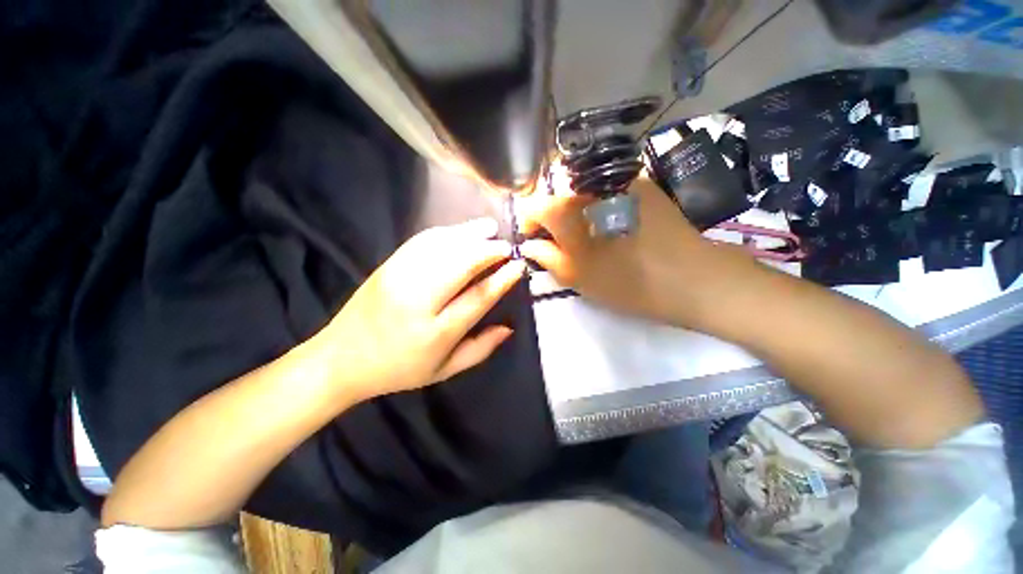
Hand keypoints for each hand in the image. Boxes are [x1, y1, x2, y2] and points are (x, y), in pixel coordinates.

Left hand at [317, 218, 524, 401]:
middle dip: (489, 250)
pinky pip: (421, 241)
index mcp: (435, 332)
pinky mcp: (387, 266)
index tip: (518, 266)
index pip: (477, 297)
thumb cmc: (398, 369)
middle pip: (460, 264)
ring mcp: (398, 278)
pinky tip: (461, 231)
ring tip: (490, 229)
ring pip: (442, 247)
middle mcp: (417, 301)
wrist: (341, 358)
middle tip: (508, 245)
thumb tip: (509, 328)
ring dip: (469, 234)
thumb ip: (480, 349)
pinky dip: (446, 232)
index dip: (501, 279)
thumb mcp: (444, 371)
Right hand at [519, 176, 752, 327]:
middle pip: (557, 196)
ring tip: (588, 237)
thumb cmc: (628, 283)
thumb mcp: (578, 277)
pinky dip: (599, 207)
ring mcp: (619, 181)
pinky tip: (612, 227)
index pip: (534, 204)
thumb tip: (529, 243)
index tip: (534, 239)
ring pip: (582, 193)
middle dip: (553, 219)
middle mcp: (591, 186)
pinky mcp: (641, 184)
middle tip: (563, 244)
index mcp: (571, 211)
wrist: (692, 277)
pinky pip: (607, 191)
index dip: (529, 222)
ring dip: (576, 213)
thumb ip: (547, 257)